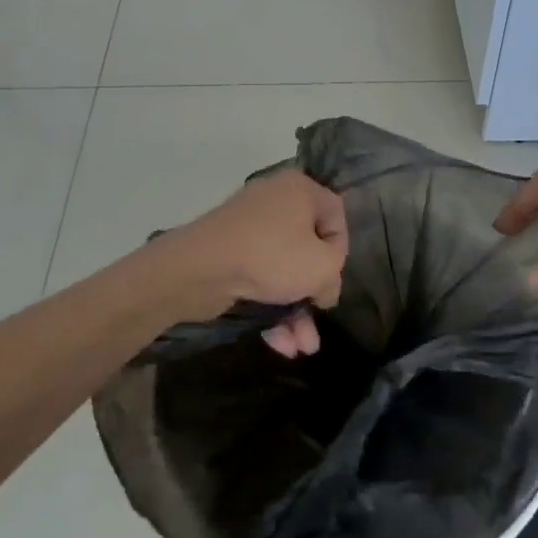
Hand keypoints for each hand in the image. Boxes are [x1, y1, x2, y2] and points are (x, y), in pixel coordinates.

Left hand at [153, 170, 347, 342]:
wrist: (198, 268)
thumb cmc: (271, 257)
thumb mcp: (322, 267)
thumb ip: (335, 275)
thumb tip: (324, 286)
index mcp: (300, 189)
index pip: (336, 217)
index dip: (340, 252)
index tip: (331, 279)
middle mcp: (275, 201)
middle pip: (308, 249)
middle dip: (314, 294)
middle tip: (318, 317)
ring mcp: (248, 228)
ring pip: (283, 271)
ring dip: (295, 311)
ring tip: (303, 348)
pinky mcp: (228, 253)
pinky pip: (259, 277)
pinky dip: (271, 307)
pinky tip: (281, 344)